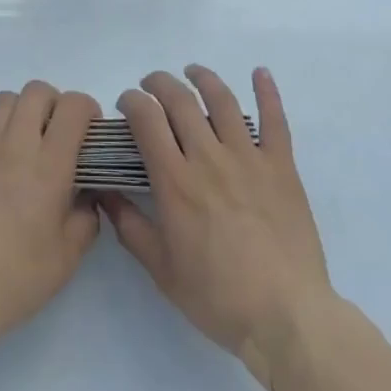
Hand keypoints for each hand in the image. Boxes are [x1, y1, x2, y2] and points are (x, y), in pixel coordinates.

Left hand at [0, 80, 101, 349]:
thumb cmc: (16, 277)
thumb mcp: (68, 258)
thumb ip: (86, 218)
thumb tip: (87, 196)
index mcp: (50, 165)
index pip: (73, 106)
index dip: (87, 109)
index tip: (89, 132)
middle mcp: (16, 143)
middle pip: (37, 91)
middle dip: (54, 104)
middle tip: (57, 135)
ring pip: (5, 99)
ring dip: (20, 112)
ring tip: (23, 141)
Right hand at [102, 66, 334, 390]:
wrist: (286, 318)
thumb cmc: (218, 297)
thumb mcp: (161, 269)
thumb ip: (129, 226)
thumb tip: (103, 193)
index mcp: (175, 181)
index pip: (146, 119)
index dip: (132, 101)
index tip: (127, 104)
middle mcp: (208, 157)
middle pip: (179, 100)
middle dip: (159, 83)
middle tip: (151, 85)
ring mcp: (248, 158)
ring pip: (222, 100)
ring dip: (203, 78)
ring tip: (192, 72)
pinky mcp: (281, 166)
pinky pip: (274, 120)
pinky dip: (267, 92)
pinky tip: (260, 72)